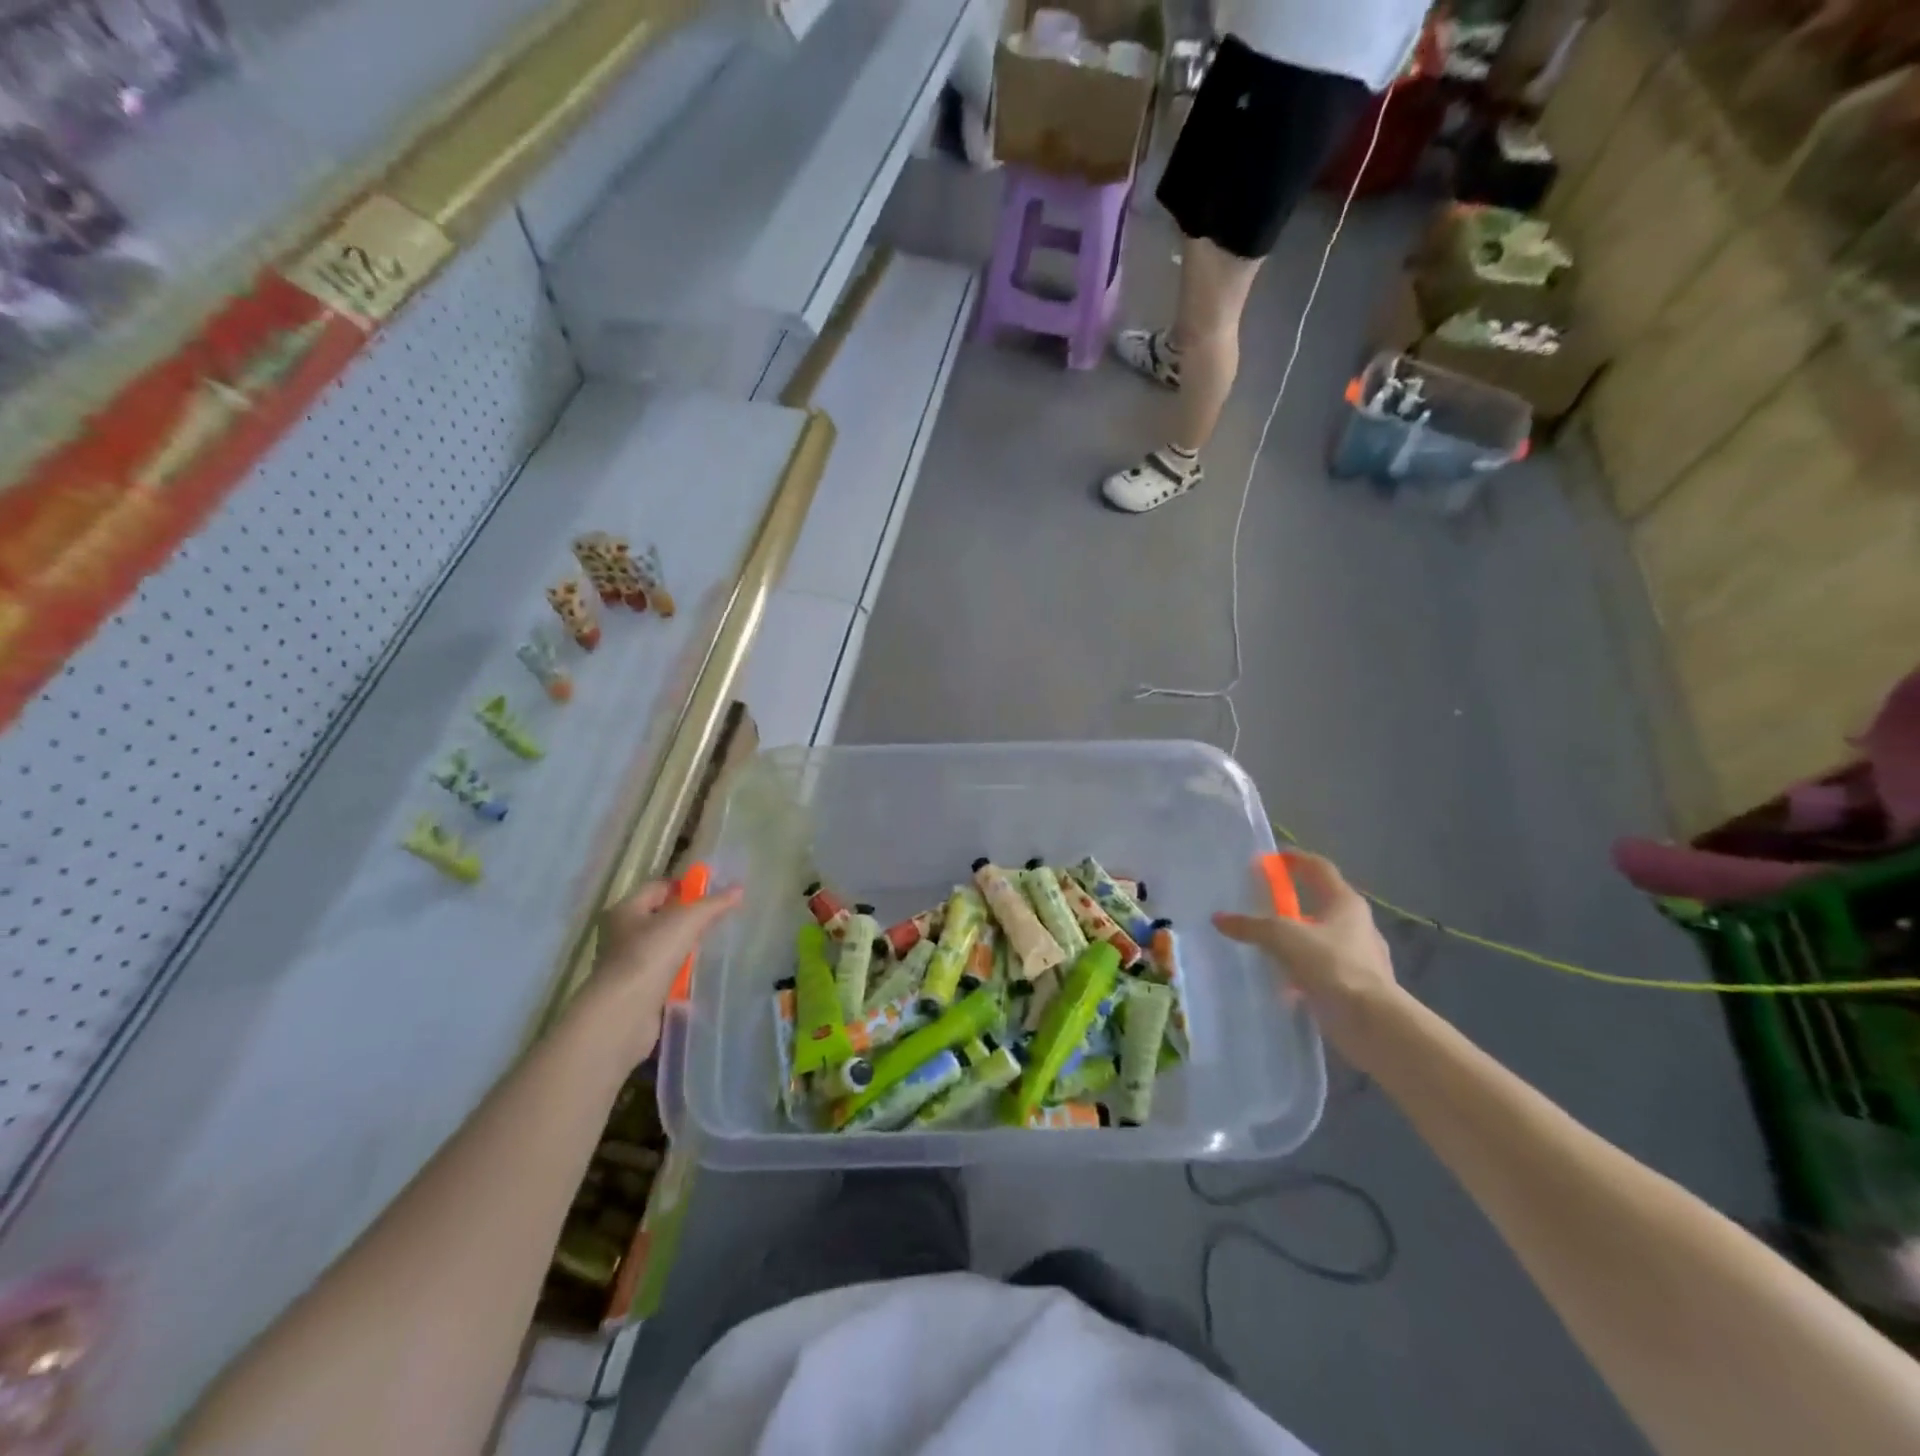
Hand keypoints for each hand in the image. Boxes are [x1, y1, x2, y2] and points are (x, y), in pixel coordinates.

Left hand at [579, 878, 740, 1062]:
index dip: (684, 886)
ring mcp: (628, 965)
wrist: (624, 1013)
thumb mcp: (687, 920)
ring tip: (711, 947)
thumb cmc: (650, 954)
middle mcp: (621, 935)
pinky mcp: (636, 991)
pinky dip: (679, 974)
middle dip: (687, 918)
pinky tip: (697, 975)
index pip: (657, 887)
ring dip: (684, 948)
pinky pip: (663, 974)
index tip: (712, 891)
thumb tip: (738, 888)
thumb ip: (713, 904)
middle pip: (659, 917)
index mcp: (626, 910)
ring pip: (662, 947)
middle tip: (716, 918)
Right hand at [1213, 852, 1404, 1055]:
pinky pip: (1323, 968)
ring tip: (1267, 943)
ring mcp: (1360, 956)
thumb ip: (1251, 926)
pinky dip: (1303, 968)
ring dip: (1297, 937)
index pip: (1318, 868)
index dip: (1294, 859)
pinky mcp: (1356, 985)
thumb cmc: (1332, 965)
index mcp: (1345, 902)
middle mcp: (1357, 924)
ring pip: (1321, 937)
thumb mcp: (1283, 938)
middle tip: (1261, 903)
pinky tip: (1282, 979)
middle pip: (1320, 902)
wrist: (1372, 1023)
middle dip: (1292, 901)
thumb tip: (1218, 918)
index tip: (1270, 858)